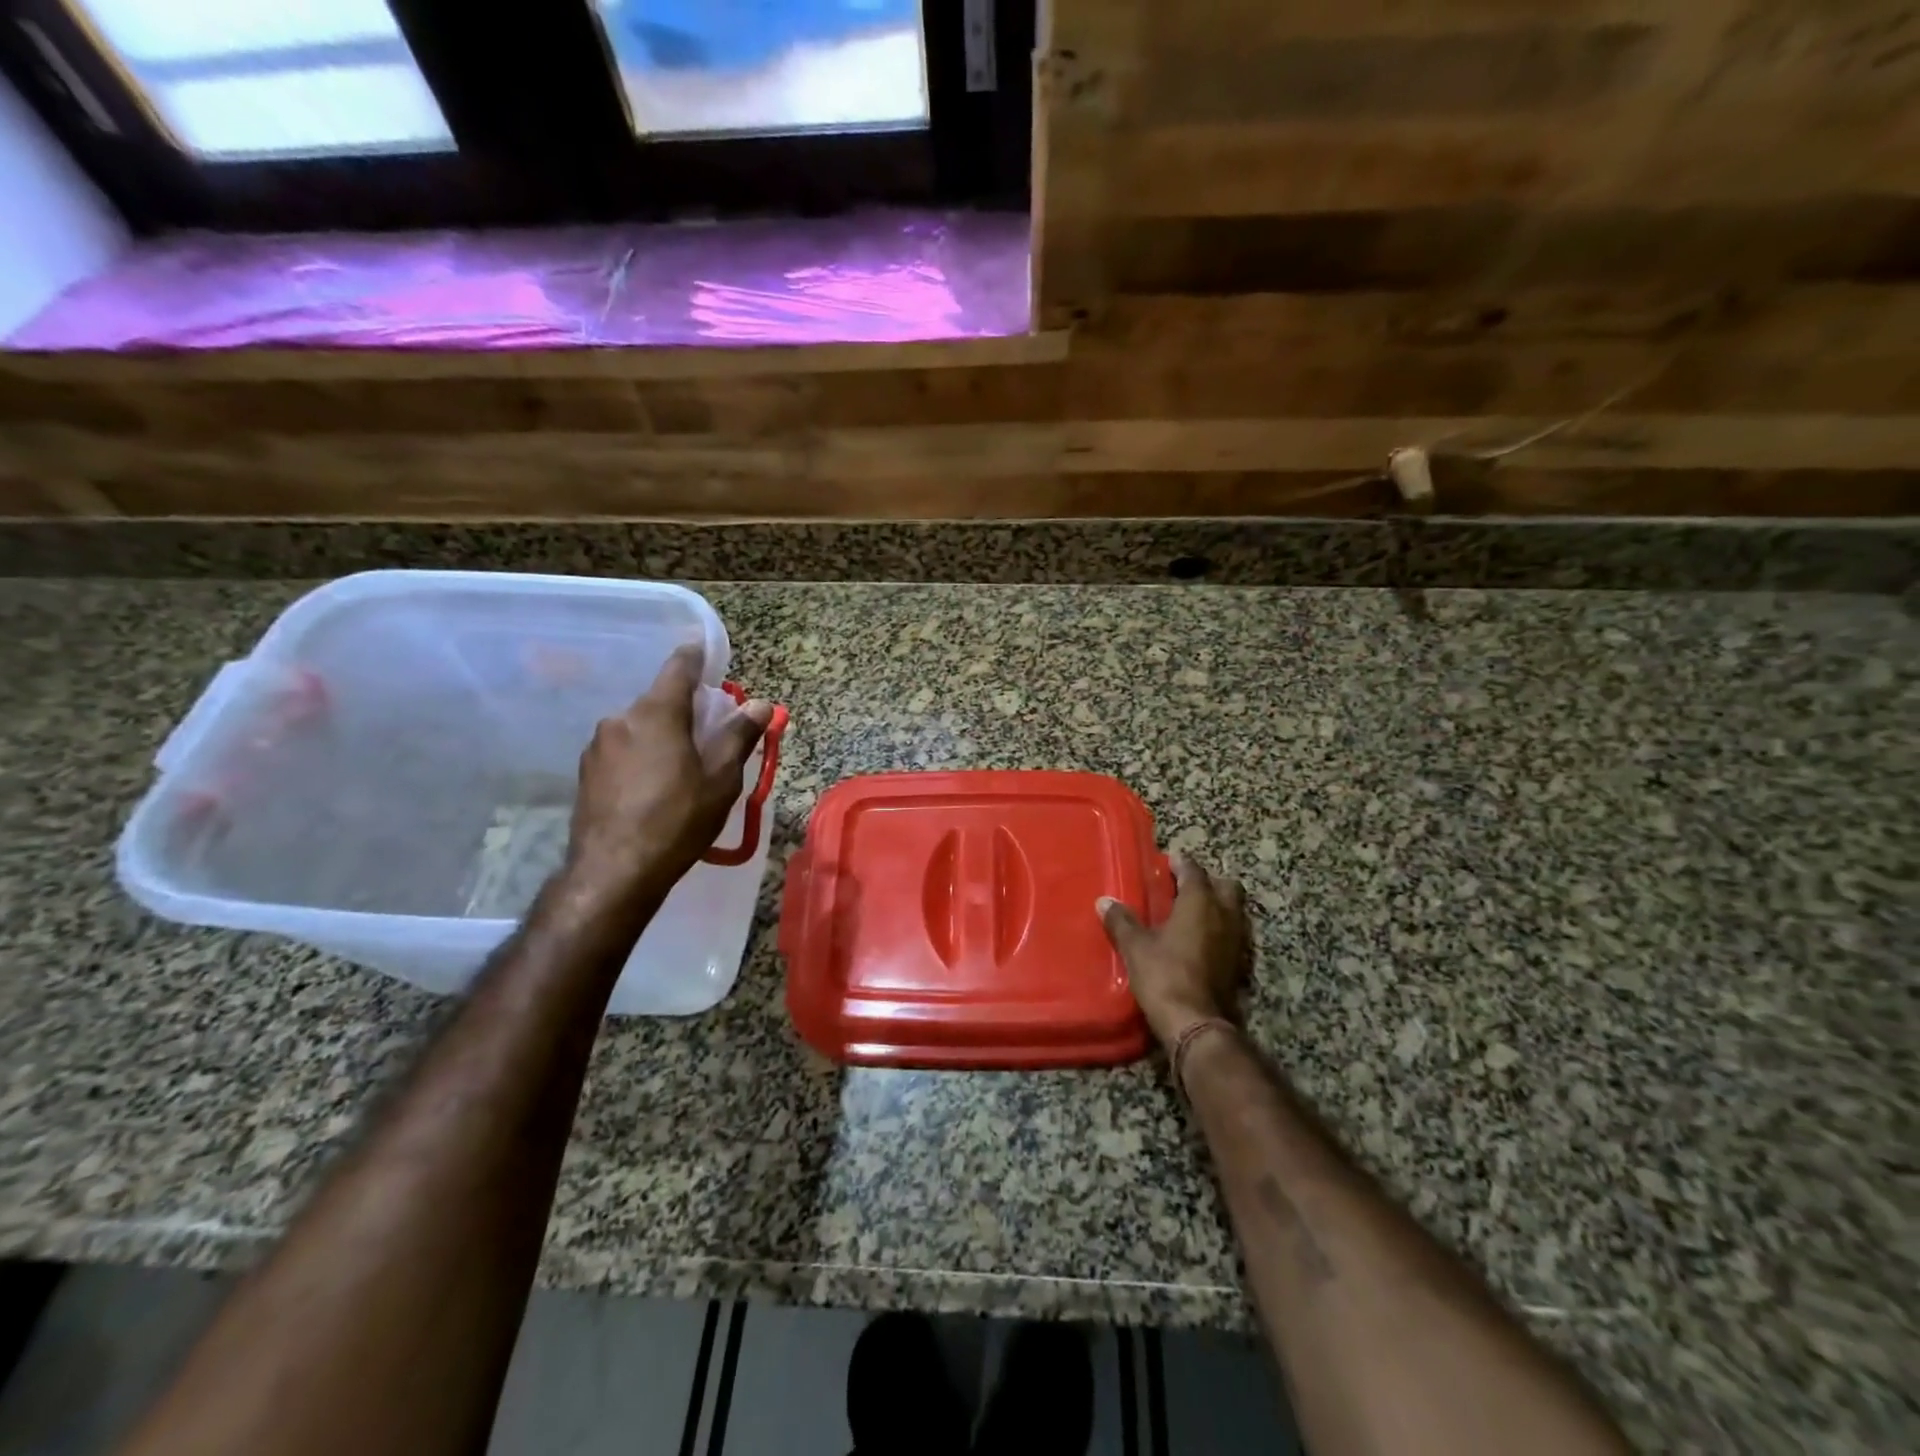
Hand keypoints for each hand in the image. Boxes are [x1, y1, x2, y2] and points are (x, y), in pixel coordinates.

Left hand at [562, 645, 773, 910]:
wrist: (615, 871)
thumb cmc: (677, 820)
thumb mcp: (720, 779)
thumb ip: (739, 736)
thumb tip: (760, 704)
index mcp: (658, 712)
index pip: (679, 667)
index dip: (696, 657)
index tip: (708, 654)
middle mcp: (622, 718)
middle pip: (660, 700)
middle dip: (686, 709)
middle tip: (710, 733)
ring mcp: (598, 745)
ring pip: (640, 726)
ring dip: (662, 735)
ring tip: (683, 767)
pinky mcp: (586, 771)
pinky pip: (623, 749)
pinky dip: (643, 755)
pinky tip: (654, 787)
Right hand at [1098, 854, 1247, 1048]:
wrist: (1195, 1022)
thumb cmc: (1164, 974)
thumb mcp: (1135, 946)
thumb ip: (1121, 921)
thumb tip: (1104, 902)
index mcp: (1200, 902)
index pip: (1194, 871)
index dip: (1181, 863)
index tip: (1169, 859)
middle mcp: (1224, 915)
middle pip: (1225, 886)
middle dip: (1208, 881)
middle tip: (1184, 885)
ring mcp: (1236, 940)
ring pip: (1233, 910)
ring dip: (1216, 905)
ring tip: (1190, 911)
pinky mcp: (1238, 964)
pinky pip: (1231, 934)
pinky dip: (1218, 929)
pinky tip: (1198, 939)